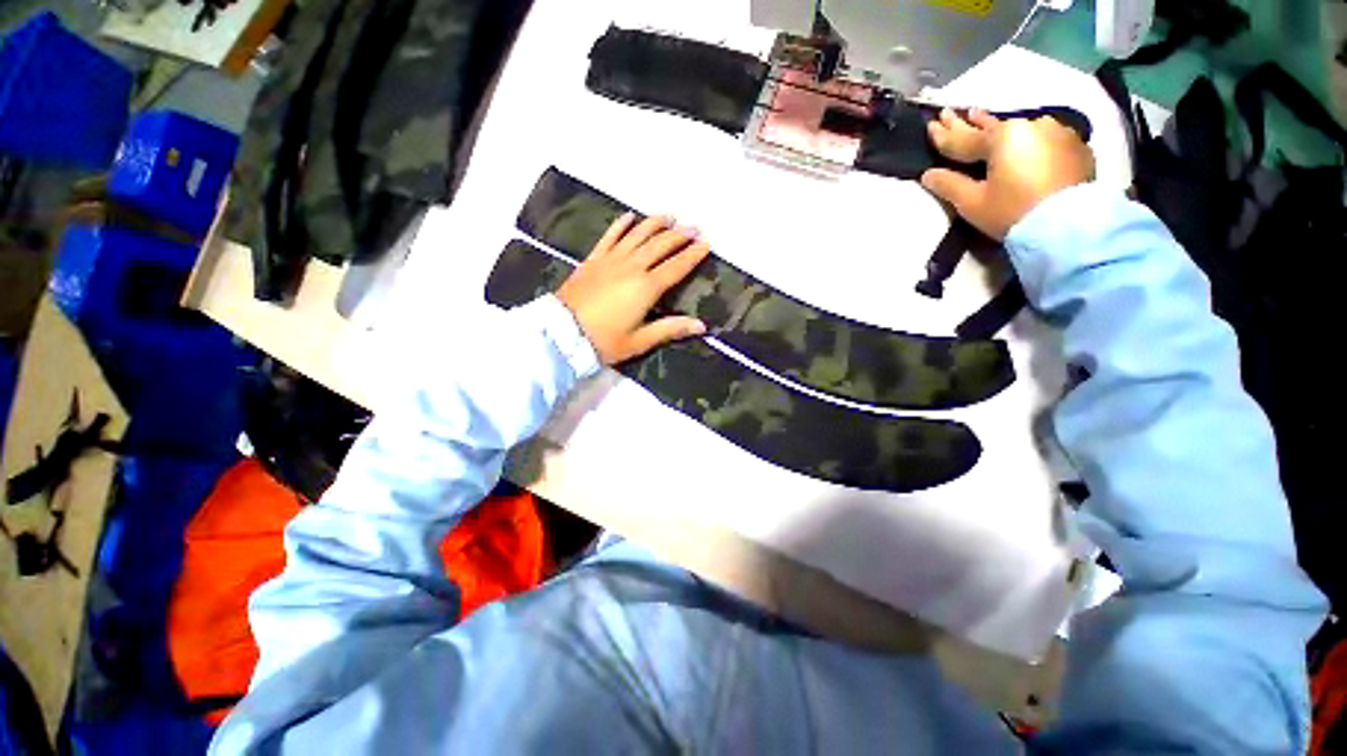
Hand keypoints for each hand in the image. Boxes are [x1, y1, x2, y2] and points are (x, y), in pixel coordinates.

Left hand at [557, 213, 710, 364]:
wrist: (562, 333)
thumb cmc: (604, 340)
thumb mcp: (640, 340)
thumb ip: (671, 329)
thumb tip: (702, 326)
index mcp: (646, 287)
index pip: (676, 267)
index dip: (692, 255)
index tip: (706, 244)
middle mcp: (632, 267)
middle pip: (660, 245)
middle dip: (679, 236)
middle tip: (694, 228)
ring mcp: (611, 259)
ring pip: (637, 235)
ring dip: (655, 224)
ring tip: (670, 217)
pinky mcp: (594, 259)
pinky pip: (610, 236)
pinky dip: (621, 224)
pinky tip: (630, 216)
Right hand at [920, 108, 1094, 239]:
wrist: (1069, 226)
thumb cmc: (1013, 212)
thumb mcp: (973, 203)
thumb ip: (948, 185)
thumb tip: (928, 175)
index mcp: (1002, 137)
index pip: (964, 138)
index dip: (944, 135)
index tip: (930, 125)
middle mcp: (1030, 125)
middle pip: (992, 126)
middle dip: (969, 122)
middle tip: (952, 113)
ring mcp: (1057, 133)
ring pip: (1019, 128)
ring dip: (999, 127)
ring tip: (984, 120)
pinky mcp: (1075, 146)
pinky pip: (1043, 137)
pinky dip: (1027, 138)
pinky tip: (1022, 140)